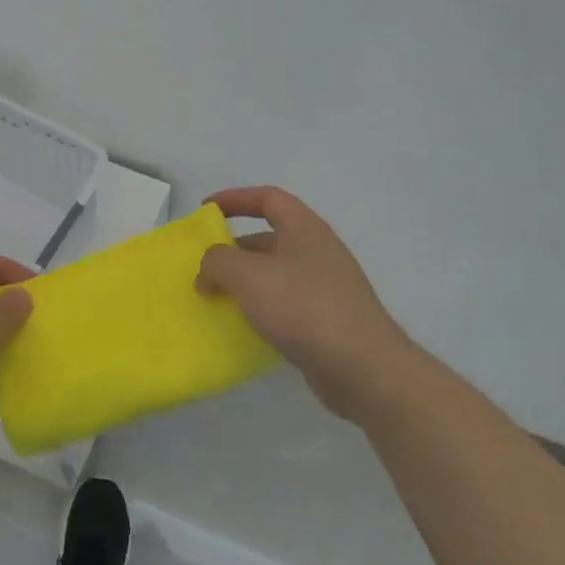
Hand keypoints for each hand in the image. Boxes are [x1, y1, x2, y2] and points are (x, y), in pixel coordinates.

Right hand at [195, 186, 412, 416]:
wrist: (361, 366)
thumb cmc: (303, 307)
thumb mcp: (248, 276)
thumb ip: (218, 262)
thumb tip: (208, 270)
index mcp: (305, 229)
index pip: (268, 199)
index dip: (235, 199)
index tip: (205, 211)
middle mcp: (317, 252)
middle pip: (269, 239)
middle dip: (233, 250)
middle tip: (203, 269)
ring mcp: (325, 287)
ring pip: (275, 275)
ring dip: (244, 283)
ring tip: (215, 301)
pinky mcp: (326, 321)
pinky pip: (285, 305)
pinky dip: (260, 310)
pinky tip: (243, 329)